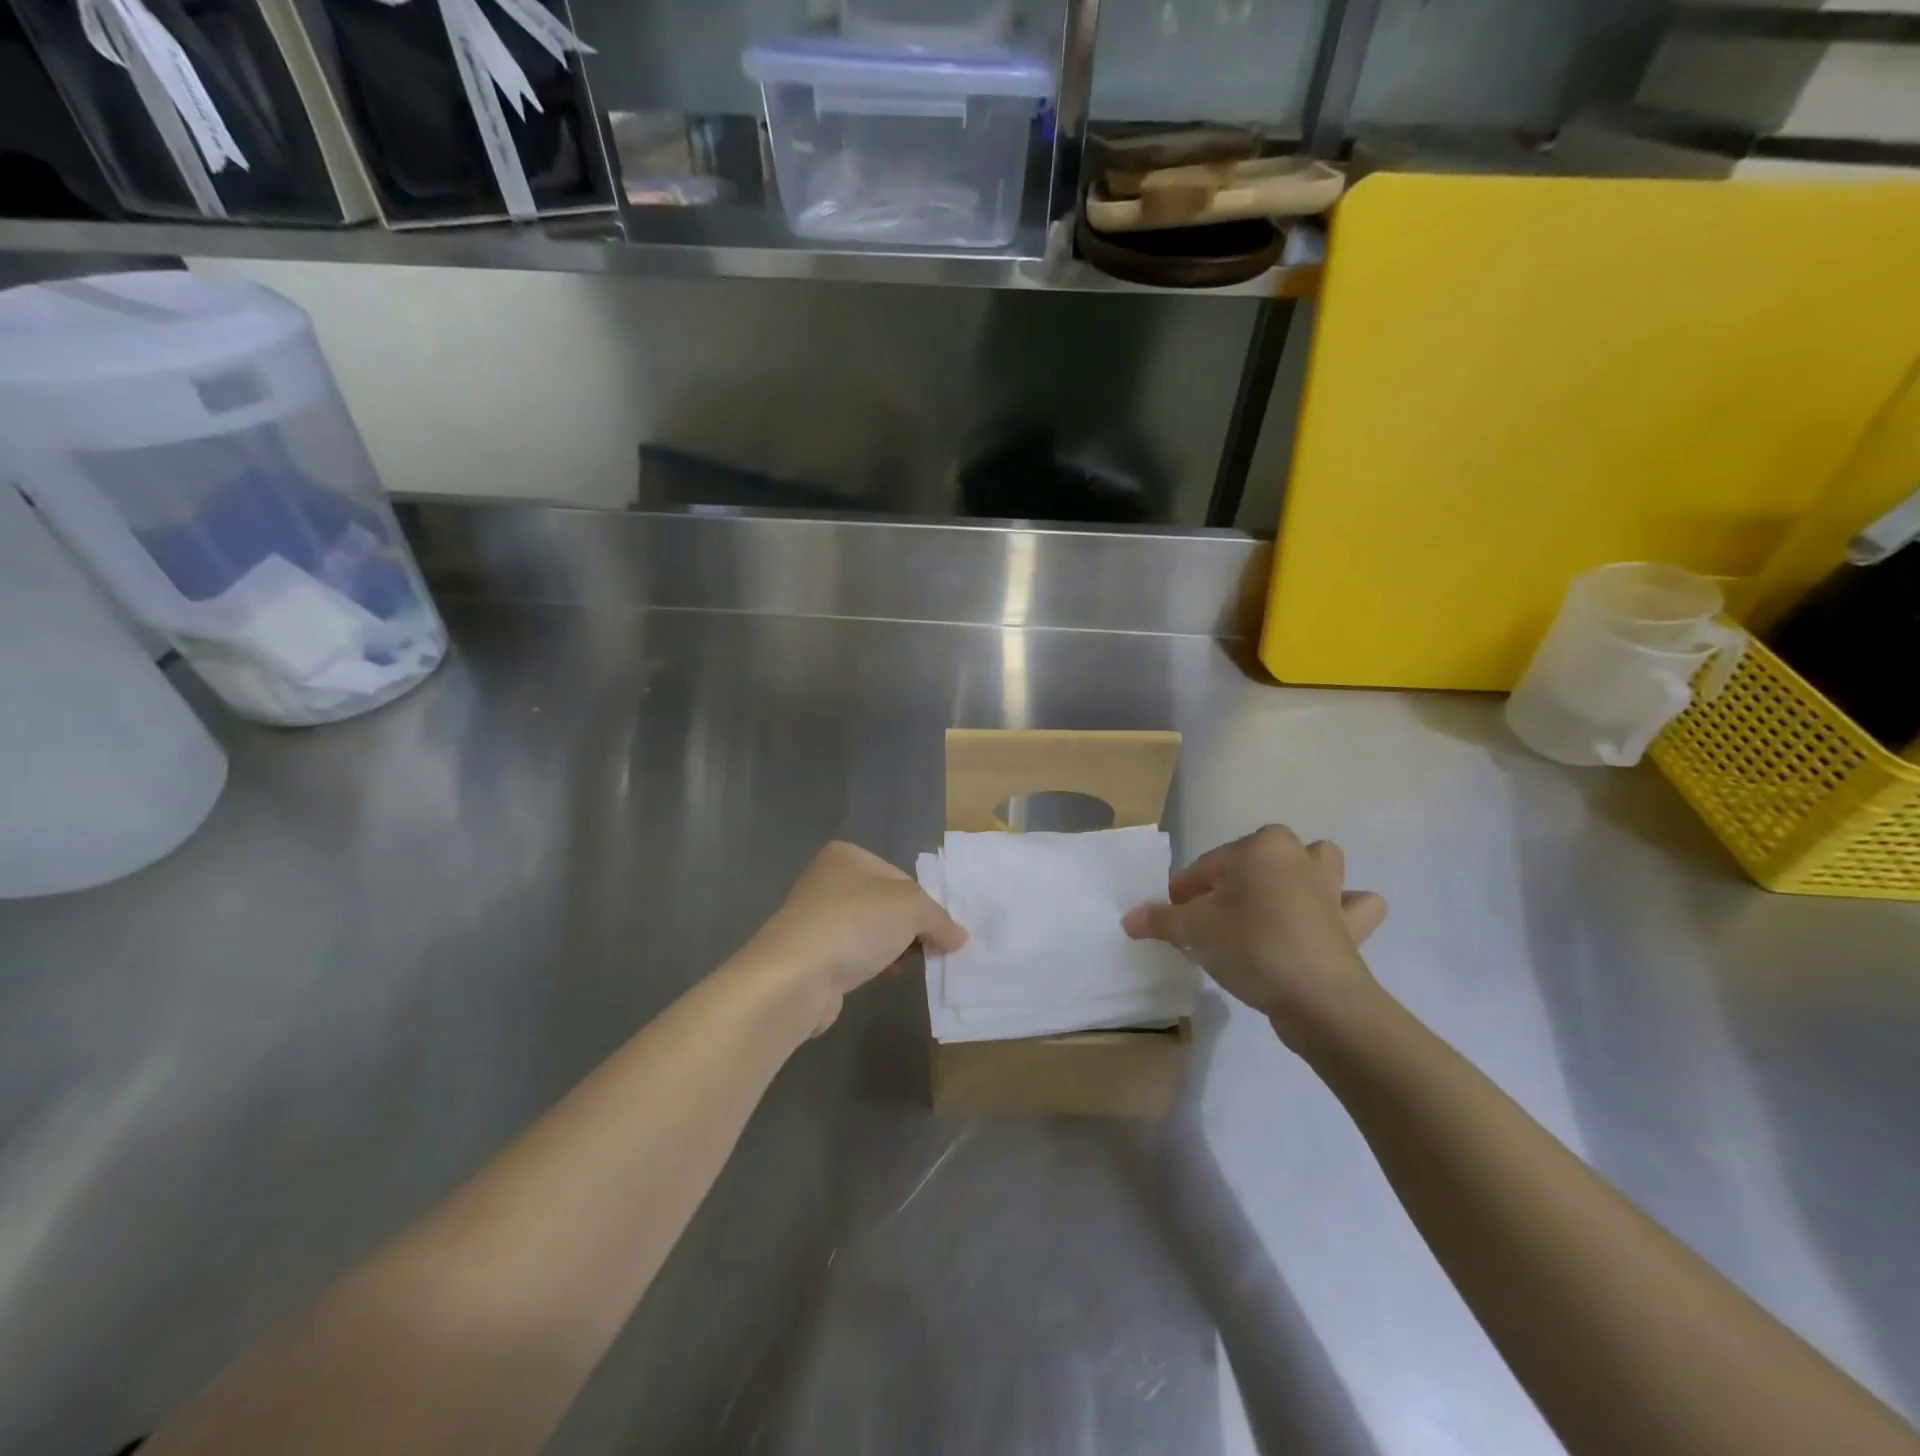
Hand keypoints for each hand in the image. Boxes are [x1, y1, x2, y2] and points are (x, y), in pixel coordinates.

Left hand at [738, 841, 967, 1035]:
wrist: (795, 976)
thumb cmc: (855, 923)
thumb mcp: (912, 908)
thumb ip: (940, 918)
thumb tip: (958, 937)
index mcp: (847, 855)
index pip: (901, 877)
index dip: (925, 904)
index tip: (940, 931)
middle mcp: (828, 880)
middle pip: (886, 904)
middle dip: (911, 928)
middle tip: (931, 950)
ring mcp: (816, 919)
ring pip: (871, 931)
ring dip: (894, 948)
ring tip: (909, 966)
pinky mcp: (811, 955)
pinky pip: (853, 955)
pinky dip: (872, 964)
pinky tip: (884, 977)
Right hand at [1122, 825, 1385, 1044]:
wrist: (1318, 999)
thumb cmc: (1250, 945)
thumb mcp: (1193, 930)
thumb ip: (1160, 920)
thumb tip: (1129, 919)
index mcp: (1261, 846)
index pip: (1208, 865)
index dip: (1185, 892)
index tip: (1171, 918)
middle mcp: (1300, 857)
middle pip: (1261, 857)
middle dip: (1238, 879)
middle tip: (1215, 916)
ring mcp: (1333, 889)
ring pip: (1318, 867)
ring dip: (1301, 878)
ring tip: (1273, 908)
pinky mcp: (1354, 925)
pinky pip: (1352, 908)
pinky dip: (1343, 912)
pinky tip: (1322, 927)